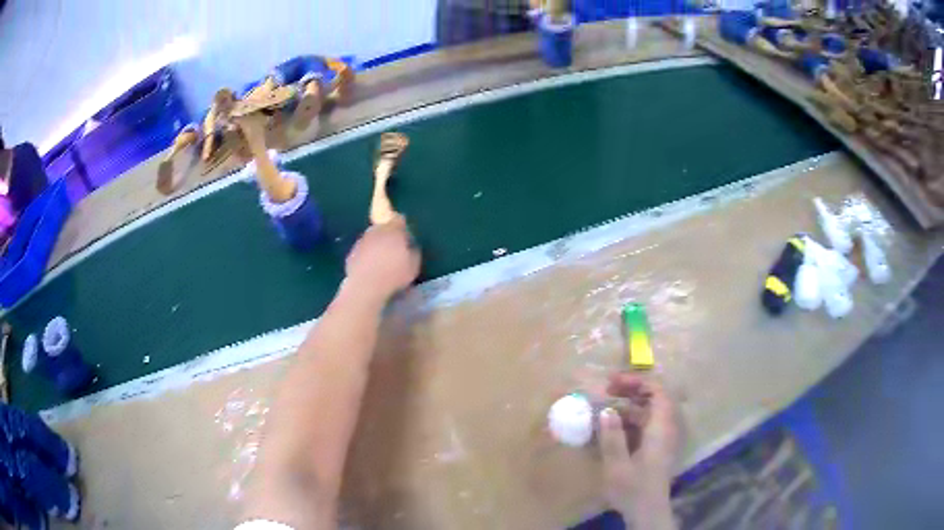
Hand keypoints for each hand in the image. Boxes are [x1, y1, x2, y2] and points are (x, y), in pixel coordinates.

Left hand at [345, 217, 420, 300]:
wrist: (366, 286)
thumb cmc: (394, 274)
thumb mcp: (413, 266)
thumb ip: (413, 253)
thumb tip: (411, 248)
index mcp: (393, 230)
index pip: (399, 220)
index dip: (402, 227)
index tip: (404, 236)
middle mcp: (376, 231)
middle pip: (383, 228)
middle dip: (387, 235)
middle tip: (393, 249)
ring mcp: (361, 241)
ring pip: (371, 239)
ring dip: (376, 246)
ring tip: (380, 261)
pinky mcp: (351, 253)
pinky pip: (362, 251)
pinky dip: (366, 256)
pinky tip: (370, 269)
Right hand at [599, 374, 679, 528]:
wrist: (648, 510)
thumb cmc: (633, 488)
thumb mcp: (617, 465)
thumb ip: (612, 437)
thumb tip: (606, 411)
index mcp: (661, 428)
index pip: (658, 391)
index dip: (637, 381)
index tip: (612, 382)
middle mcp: (667, 428)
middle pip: (656, 397)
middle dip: (632, 389)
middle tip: (607, 390)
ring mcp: (664, 437)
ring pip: (651, 410)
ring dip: (630, 404)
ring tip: (606, 406)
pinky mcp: (659, 446)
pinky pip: (648, 423)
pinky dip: (632, 418)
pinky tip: (614, 426)